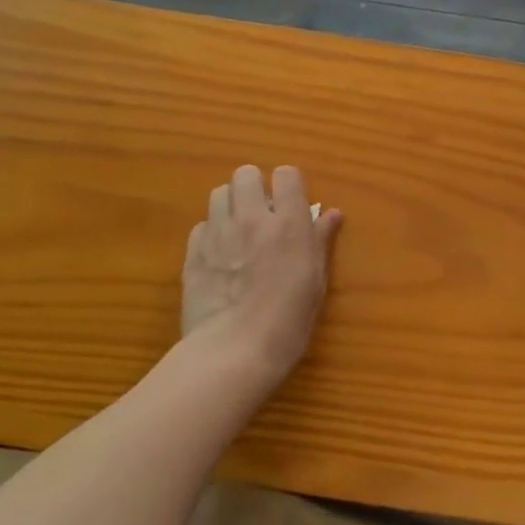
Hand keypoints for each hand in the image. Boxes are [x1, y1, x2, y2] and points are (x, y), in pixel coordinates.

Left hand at [183, 165, 342, 386]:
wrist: (234, 350)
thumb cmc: (289, 319)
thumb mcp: (317, 281)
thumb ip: (320, 241)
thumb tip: (331, 214)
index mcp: (288, 222)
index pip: (286, 174)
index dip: (289, 186)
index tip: (292, 206)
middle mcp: (251, 217)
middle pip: (246, 173)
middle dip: (255, 187)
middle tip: (263, 214)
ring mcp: (217, 233)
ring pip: (219, 193)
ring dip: (231, 205)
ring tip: (238, 230)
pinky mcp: (193, 252)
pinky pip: (201, 225)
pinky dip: (211, 233)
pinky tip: (220, 256)